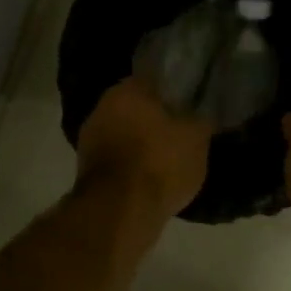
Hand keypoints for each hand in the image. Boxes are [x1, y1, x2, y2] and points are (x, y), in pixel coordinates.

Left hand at [76, 76, 212, 224]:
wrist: (120, 211)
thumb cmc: (160, 163)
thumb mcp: (196, 138)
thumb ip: (201, 119)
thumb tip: (204, 111)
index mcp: (127, 90)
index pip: (154, 80)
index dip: (174, 92)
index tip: (190, 104)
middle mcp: (102, 107)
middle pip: (135, 108)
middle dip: (155, 118)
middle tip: (181, 131)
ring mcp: (89, 140)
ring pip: (124, 134)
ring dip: (141, 143)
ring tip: (168, 158)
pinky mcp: (87, 170)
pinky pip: (117, 159)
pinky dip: (131, 165)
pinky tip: (150, 177)